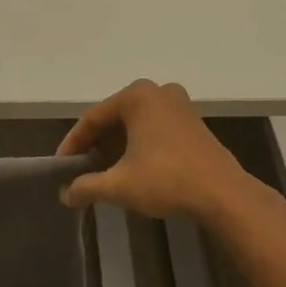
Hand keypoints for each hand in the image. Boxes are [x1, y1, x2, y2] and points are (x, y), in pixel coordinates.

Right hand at [56, 79, 258, 221]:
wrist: (223, 194)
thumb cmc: (166, 180)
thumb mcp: (119, 185)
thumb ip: (87, 186)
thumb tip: (65, 194)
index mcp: (136, 96)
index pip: (92, 118)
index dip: (73, 144)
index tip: (61, 167)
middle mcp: (157, 91)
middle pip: (114, 119)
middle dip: (95, 145)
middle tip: (80, 170)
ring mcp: (179, 105)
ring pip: (135, 124)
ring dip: (116, 147)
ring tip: (102, 173)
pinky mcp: (192, 122)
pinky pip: (154, 128)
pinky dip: (138, 145)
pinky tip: (131, 168)